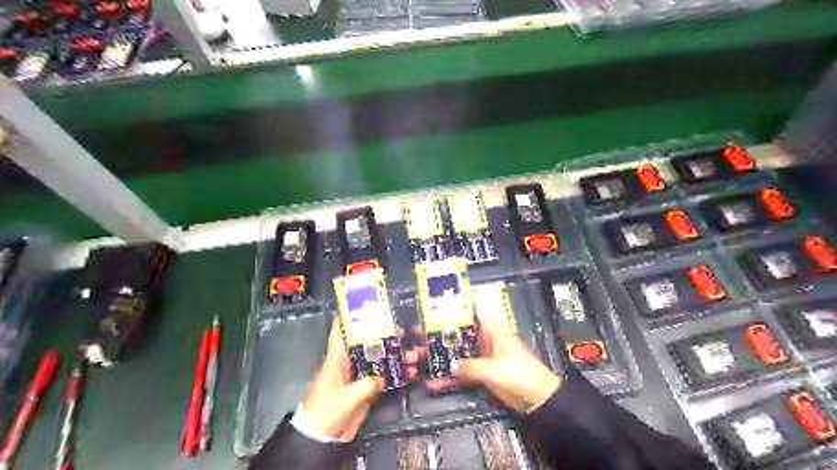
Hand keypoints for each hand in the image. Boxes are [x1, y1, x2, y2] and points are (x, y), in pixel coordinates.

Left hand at [299, 316, 421, 440]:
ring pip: (380, 361)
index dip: (348, 319)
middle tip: (404, 332)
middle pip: (368, 345)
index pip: (339, 334)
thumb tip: (382, 377)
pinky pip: (384, 378)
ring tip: (416, 354)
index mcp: (337, 360)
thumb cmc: (326, 412)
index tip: (362, 306)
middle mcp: (349, 364)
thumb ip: (365, 385)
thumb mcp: (345, 398)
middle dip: (386, 337)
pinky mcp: (366, 390)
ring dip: (397, 357)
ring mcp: (359, 377)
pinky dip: (397, 375)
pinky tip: (411, 373)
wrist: (322, 439)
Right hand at [426, 308, 561, 412]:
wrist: (538, 400)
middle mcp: (485, 340)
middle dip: (441, 332)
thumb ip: (472, 367)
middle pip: (460, 332)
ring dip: (441, 356)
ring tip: (420, 357)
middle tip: (419, 332)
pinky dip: (450, 377)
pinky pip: (462, 372)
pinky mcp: (482, 373)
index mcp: (493, 331)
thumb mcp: (496, 370)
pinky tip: (435, 384)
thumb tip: (452, 365)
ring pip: (458, 352)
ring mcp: (482, 357)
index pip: (475, 310)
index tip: (438, 301)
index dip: (459, 304)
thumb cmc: (522, 375)